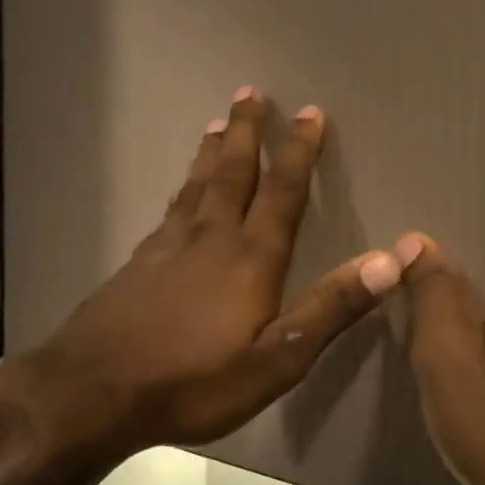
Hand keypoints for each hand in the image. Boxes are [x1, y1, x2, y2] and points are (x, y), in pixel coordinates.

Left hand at [6, 90, 408, 469]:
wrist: (94, 391)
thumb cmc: (194, 382)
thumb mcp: (276, 361)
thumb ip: (330, 308)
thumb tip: (390, 259)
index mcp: (250, 258)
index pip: (282, 192)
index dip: (298, 151)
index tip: (309, 113)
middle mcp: (210, 238)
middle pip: (232, 173)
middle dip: (246, 132)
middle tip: (250, 93)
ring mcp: (167, 247)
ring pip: (196, 186)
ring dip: (211, 152)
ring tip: (217, 123)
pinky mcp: (138, 263)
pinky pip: (170, 209)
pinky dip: (182, 188)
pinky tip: (180, 193)